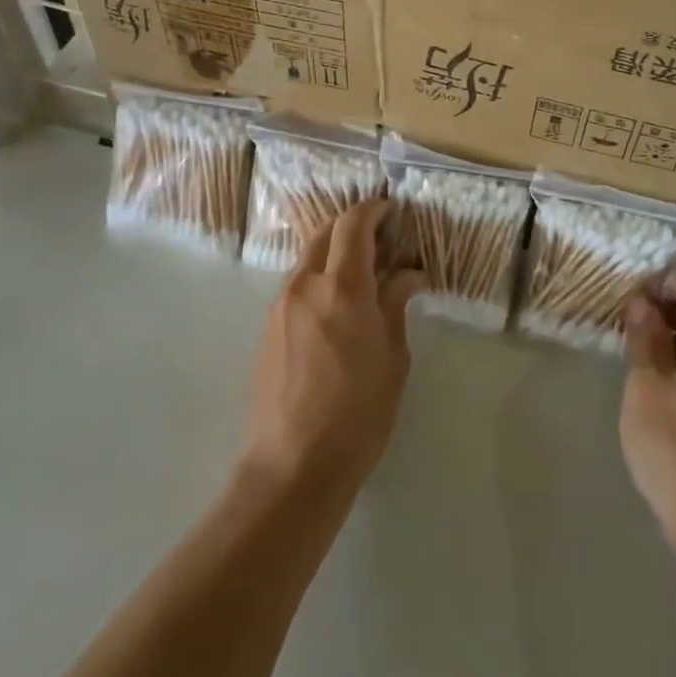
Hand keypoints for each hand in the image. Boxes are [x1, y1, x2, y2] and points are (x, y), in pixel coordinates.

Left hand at [241, 200, 424, 502]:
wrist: (293, 467)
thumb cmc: (358, 414)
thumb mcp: (392, 358)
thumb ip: (395, 306)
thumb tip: (408, 275)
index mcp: (341, 288)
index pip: (353, 225)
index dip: (373, 209)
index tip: (392, 210)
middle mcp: (304, 285)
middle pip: (324, 234)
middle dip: (352, 226)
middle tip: (382, 240)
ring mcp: (280, 306)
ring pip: (308, 260)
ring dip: (334, 255)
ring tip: (364, 277)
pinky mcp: (267, 329)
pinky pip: (297, 287)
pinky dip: (319, 280)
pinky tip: (338, 309)